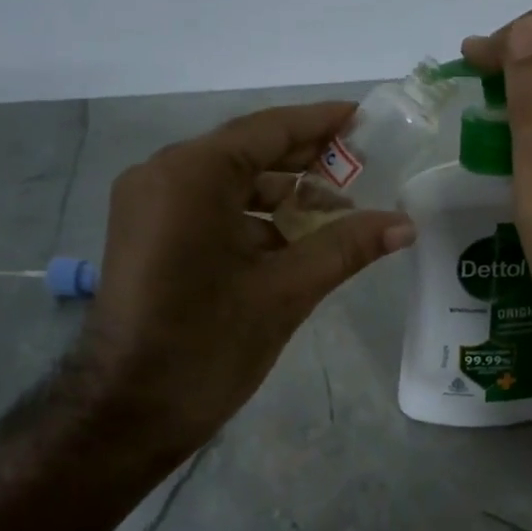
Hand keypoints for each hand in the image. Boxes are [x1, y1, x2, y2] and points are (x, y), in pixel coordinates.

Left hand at [78, 102, 415, 459]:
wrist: (126, 412)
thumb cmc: (207, 346)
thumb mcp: (285, 291)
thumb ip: (346, 246)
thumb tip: (405, 224)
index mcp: (192, 174)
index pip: (268, 129)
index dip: (321, 123)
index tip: (364, 118)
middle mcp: (162, 174)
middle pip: (247, 152)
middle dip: (305, 160)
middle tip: (363, 164)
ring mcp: (148, 204)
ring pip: (228, 182)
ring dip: (281, 193)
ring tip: (337, 209)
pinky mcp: (146, 234)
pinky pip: (208, 207)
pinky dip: (251, 217)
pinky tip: (294, 238)